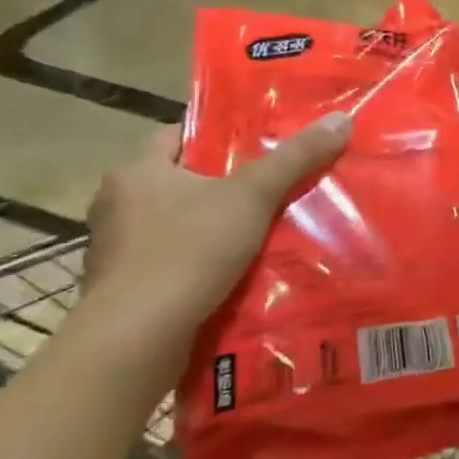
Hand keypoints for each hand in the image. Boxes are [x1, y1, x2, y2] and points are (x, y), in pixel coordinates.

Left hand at [80, 116, 350, 371]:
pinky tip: (235, 273)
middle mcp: (118, 204)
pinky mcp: (124, 290)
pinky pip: (171, 263)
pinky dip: (200, 264)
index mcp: (137, 171)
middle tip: (272, 187)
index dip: (220, 136)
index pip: (179, 136)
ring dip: (213, 227)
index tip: (260, 145)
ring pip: (177, 225)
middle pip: (181, 181)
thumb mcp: (252, 196)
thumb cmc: (188, 251)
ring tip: (262, 231)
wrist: (136, 340)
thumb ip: (295, 158)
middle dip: (224, 185)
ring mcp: (117, 251)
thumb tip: (341, 119)